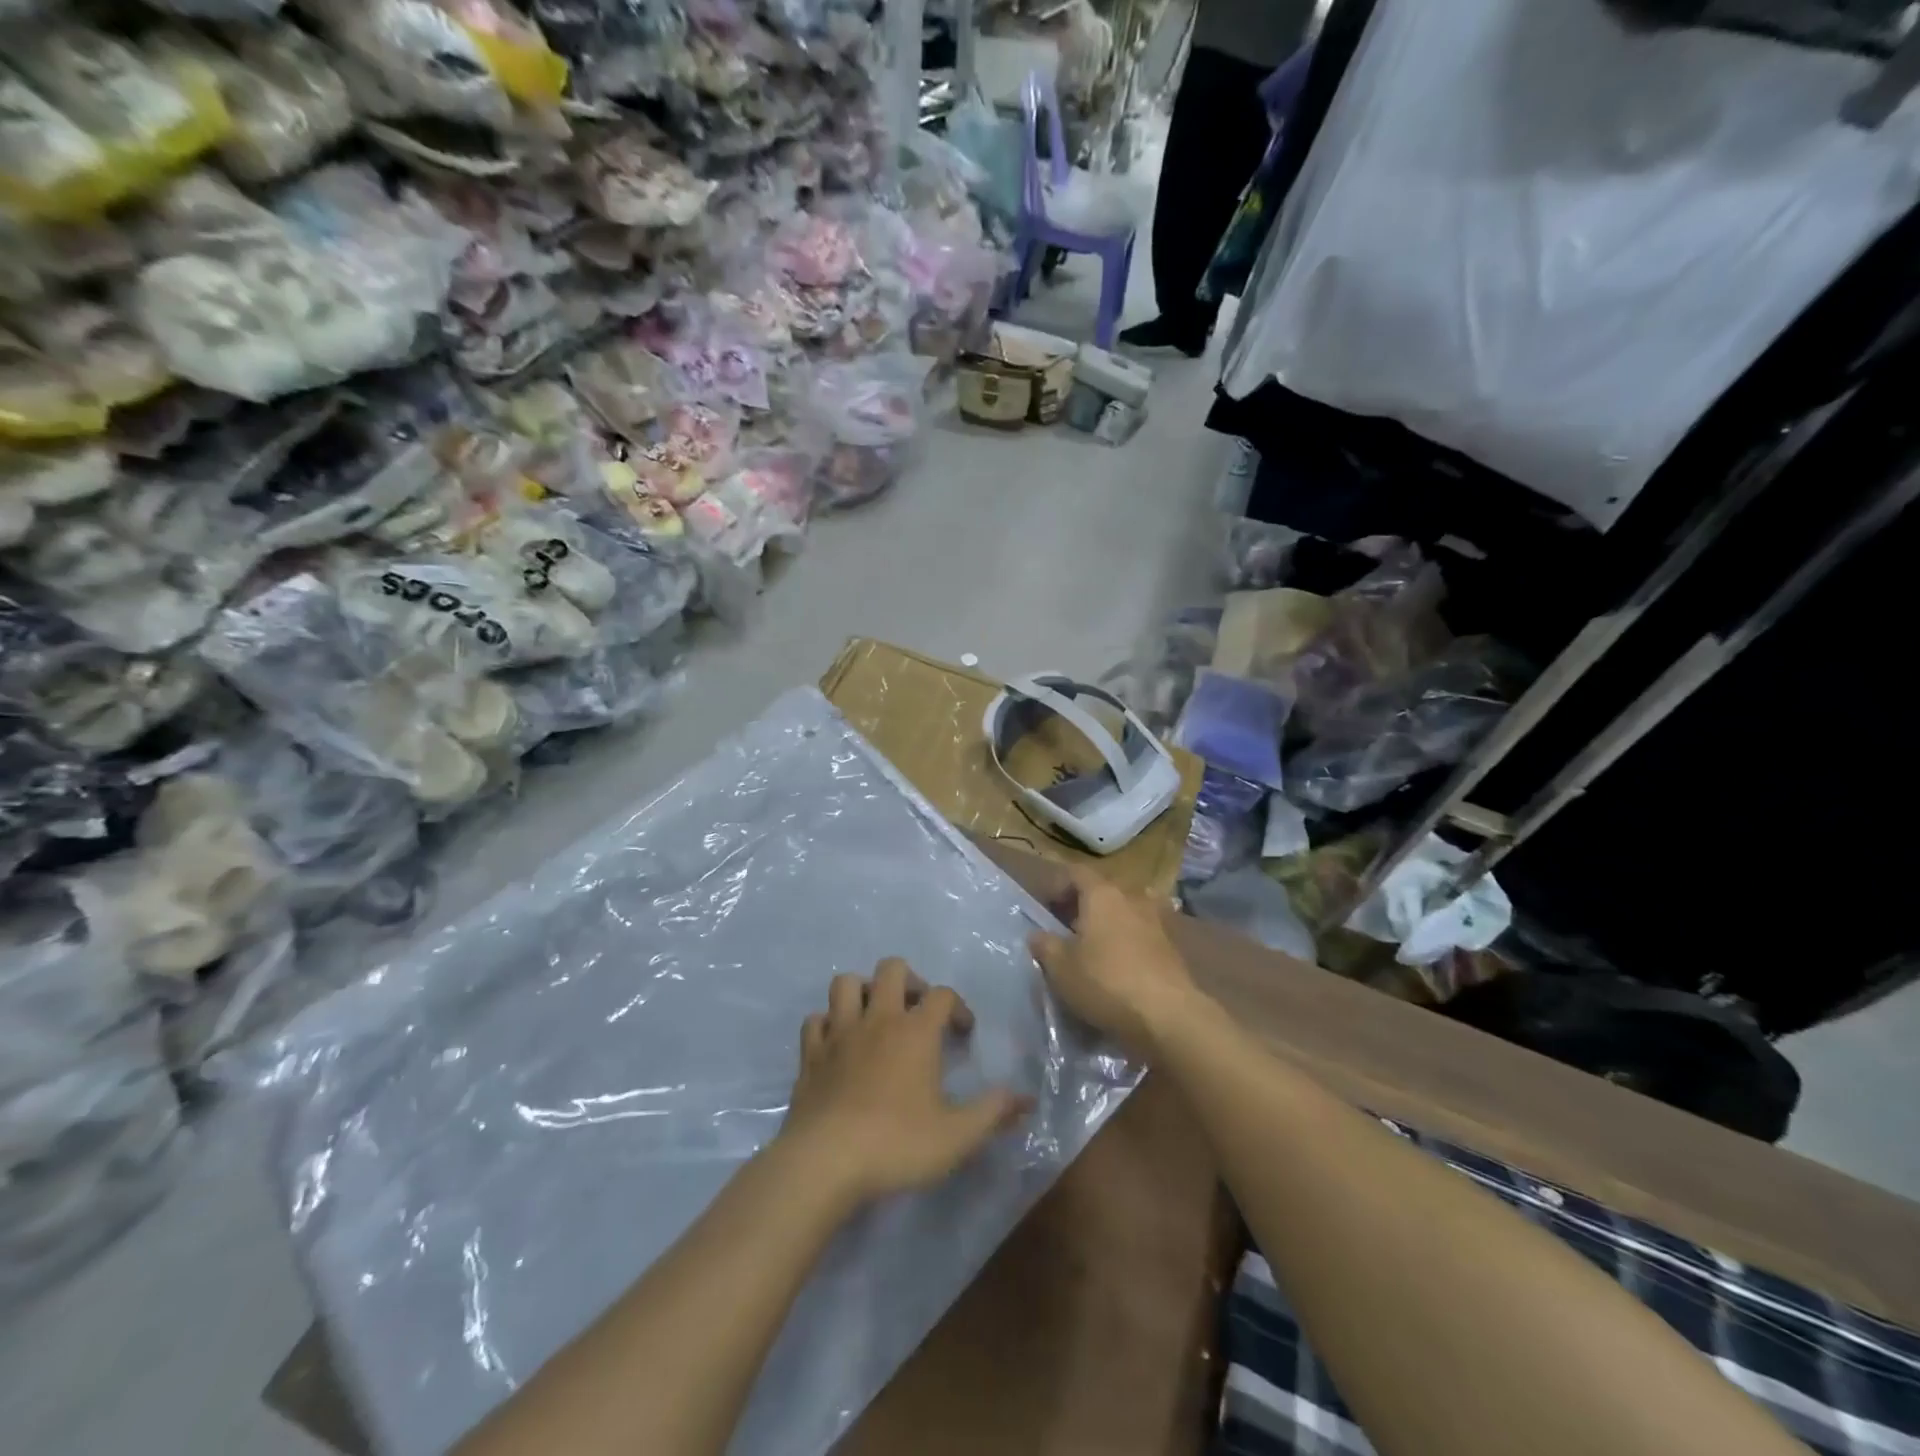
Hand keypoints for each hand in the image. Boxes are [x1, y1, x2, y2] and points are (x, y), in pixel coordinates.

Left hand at [777, 958, 1033, 1206]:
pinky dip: (827, 1024)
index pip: (942, 995)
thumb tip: (1025, 1100)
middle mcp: (877, 1019)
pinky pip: (815, 1020)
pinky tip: (837, 1044)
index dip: (958, 1007)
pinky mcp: (810, 1054)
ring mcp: (839, 1033)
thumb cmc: (897, 1144)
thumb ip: (993, 1113)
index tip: (963, 1033)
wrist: (825, 1162)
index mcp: (915, 1031)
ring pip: (846, 983)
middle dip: (908, 980)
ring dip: (863, 991)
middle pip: (891, 969)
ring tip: (875, 1017)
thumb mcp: (957, 1136)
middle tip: (917, 1011)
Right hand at [1029, 866, 1200, 1055]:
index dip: (1057, 886)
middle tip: (1065, 931)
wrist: (1168, 1016)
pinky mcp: (1172, 947)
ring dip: (1107, 925)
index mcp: (1103, 894)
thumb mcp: (1061, 968)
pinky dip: (1127, 943)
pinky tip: (1117, 968)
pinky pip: (1141, 935)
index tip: (1045, 909)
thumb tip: (1038, 934)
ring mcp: (1157, 921)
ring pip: (1124, 913)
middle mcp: (1132, 898)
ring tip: (1092, 951)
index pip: (1076, 873)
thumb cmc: (1106, 982)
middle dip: (1082, 907)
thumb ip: (1045, 946)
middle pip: (1102, 892)